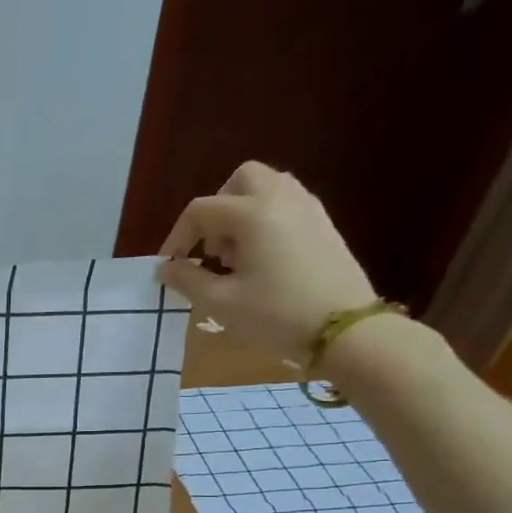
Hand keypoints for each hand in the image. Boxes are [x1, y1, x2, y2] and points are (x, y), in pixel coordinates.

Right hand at [156, 162, 376, 359]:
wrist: (345, 330)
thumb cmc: (276, 315)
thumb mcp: (221, 302)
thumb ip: (187, 279)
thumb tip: (166, 268)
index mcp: (253, 213)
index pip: (202, 210)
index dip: (178, 237)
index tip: (170, 266)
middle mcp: (282, 198)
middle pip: (239, 182)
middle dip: (215, 211)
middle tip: (209, 248)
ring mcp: (308, 208)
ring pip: (265, 189)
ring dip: (240, 213)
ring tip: (234, 255)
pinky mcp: (323, 224)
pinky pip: (285, 204)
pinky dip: (264, 220)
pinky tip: (260, 259)